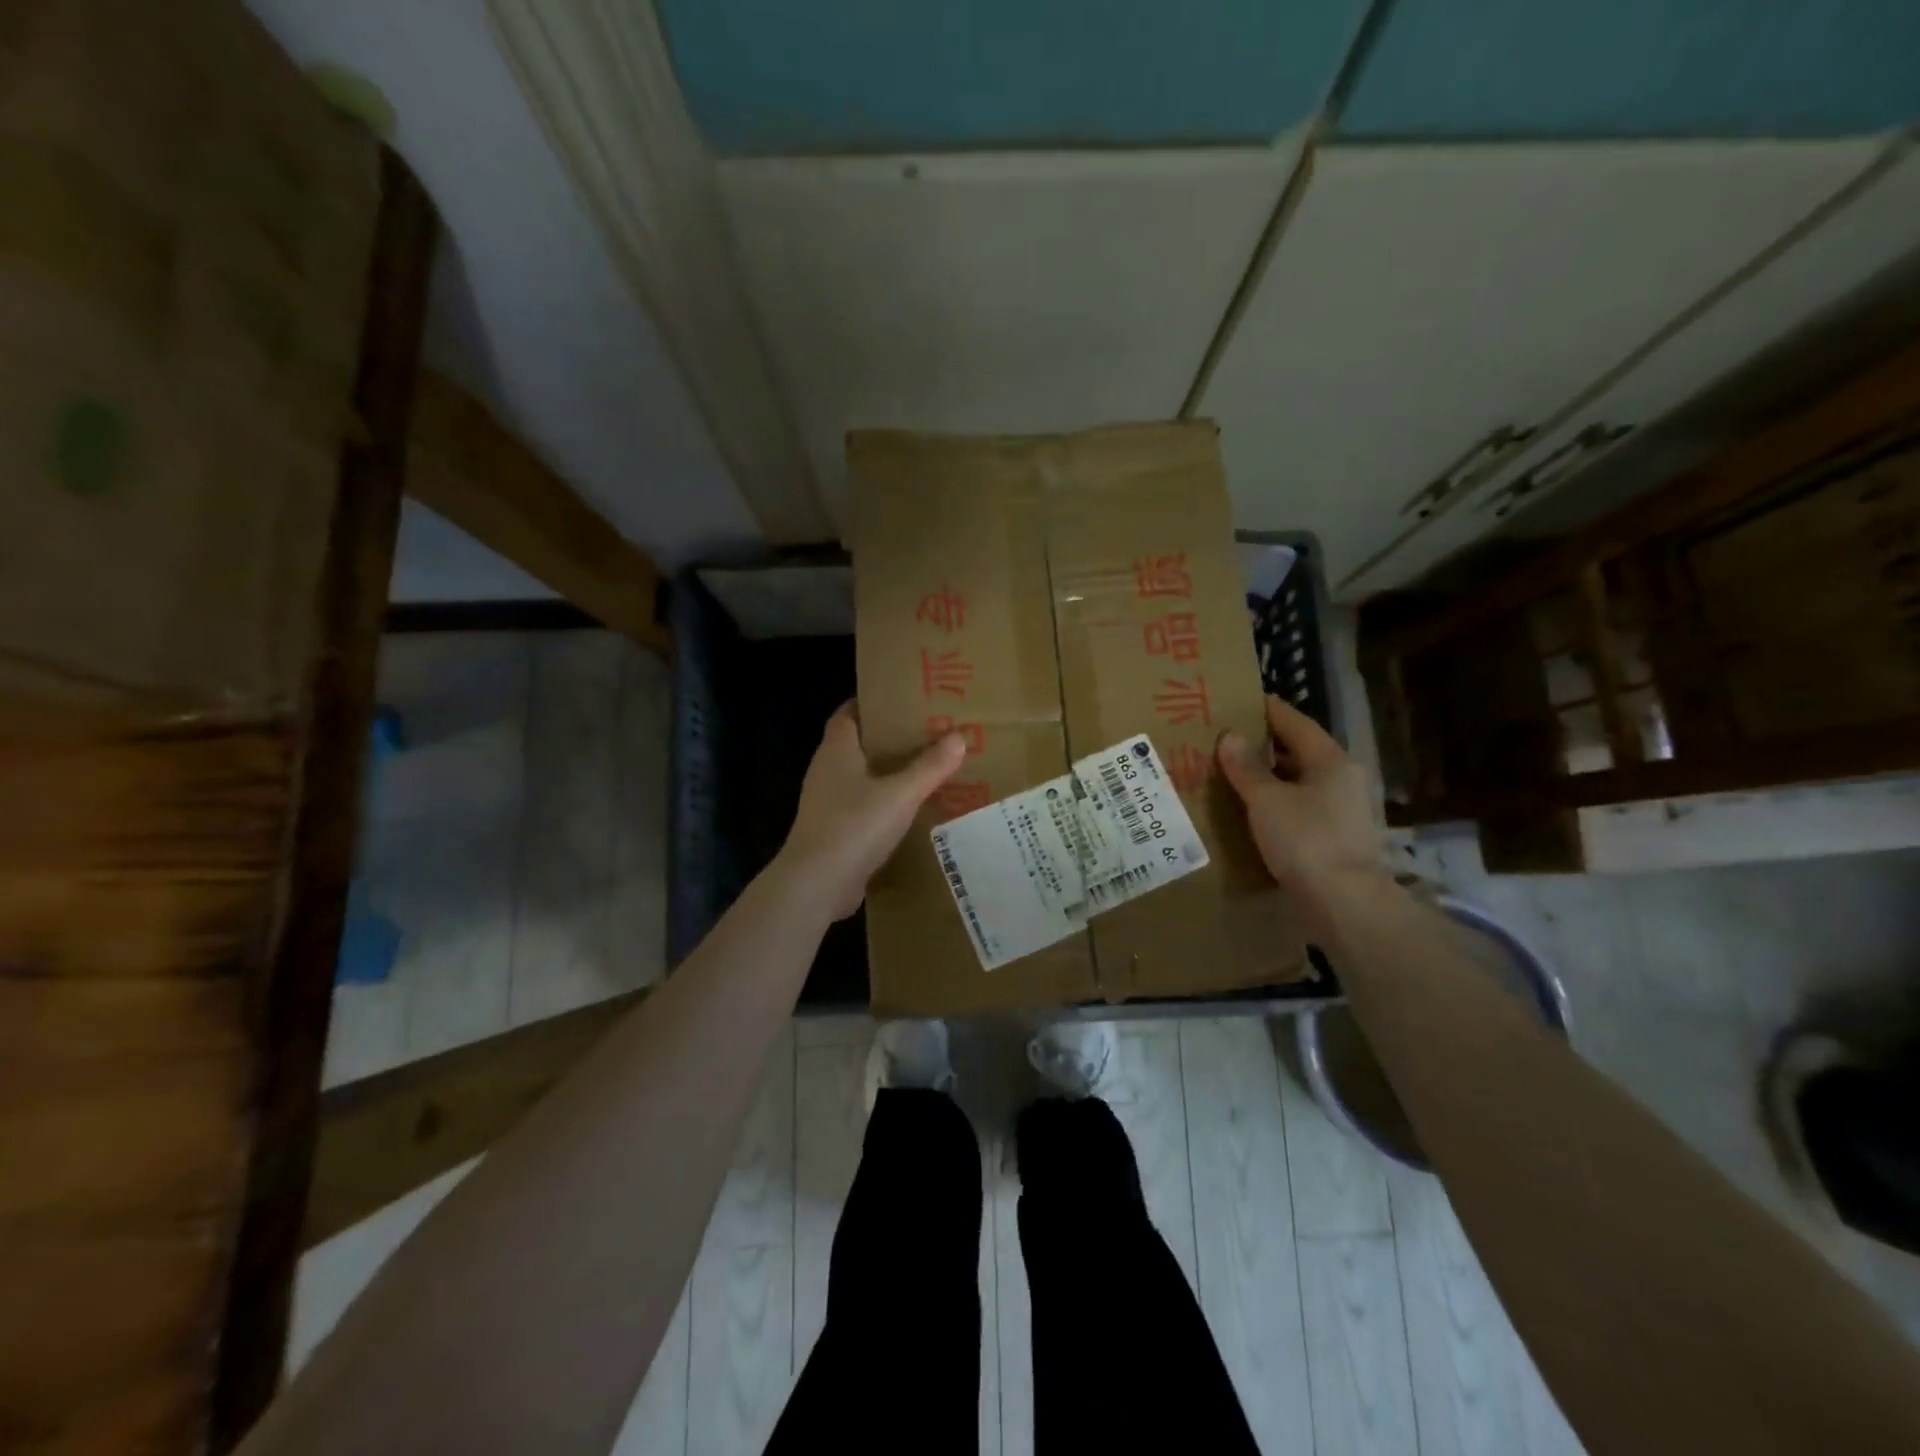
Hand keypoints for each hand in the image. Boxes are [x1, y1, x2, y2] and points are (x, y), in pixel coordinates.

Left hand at [775, 702, 966, 920]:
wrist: (817, 883)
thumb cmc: (855, 825)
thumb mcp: (900, 794)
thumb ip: (930, 766)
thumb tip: (958, 737)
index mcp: (836, 751)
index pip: (848, 713)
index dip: (872, 704)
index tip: (903, 700)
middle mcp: (826, 771)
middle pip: (857, 744)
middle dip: (887, 739)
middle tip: (925, 733)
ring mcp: (827, 803)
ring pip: (860, 778)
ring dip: (886, 773)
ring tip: (924, 769)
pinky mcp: (833, 831)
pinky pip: (861, 807)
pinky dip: (882, 804)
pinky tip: (909, 810)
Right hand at [1216, 695, 1385, 936]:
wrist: (1345, 903)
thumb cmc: (1306, 841)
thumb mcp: (1267, 800)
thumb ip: (1246, 767)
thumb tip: (1230, 736)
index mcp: (1330, 760)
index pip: (1295, 722)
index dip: (1267, 710)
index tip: (1239, 701)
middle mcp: (1341, 778)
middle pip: (1298, 751)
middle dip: (1263, 745)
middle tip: (1225, 739)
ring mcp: (1342, 810)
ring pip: (1298, 781)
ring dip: (1268, 776)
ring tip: (1231, 773)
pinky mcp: (1335, 837)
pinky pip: (1299, 807)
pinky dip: (1276, 802)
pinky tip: (1251, 810)